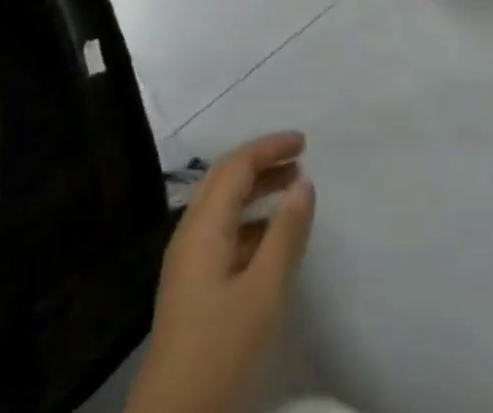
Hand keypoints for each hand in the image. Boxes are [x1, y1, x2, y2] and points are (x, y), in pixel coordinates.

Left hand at [126, 132, 315, 412]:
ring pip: (223, 206)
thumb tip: (304, 182)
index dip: (270, 147)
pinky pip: (222, 232)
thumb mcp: (263, 293)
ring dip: (256, 191)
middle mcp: (190, 234)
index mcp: (203, 226)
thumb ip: (286, 234)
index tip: (304, 142)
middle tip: (299, 159)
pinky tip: (271, 239)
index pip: (237, 165)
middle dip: (262, 162)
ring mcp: (187, 262)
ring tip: (292, 192)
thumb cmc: (220, 350)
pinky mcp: (191, 287)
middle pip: (225, 179)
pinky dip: (250, 221)